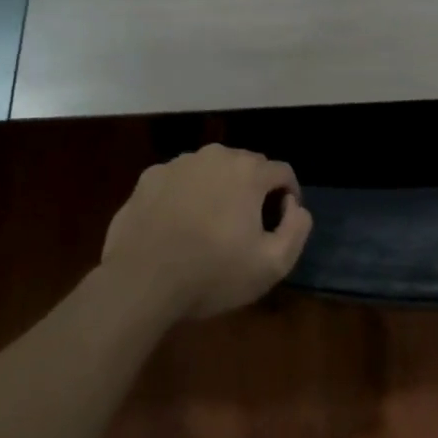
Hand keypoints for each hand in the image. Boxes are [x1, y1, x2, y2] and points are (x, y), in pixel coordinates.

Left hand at [101, 144, 312, 319]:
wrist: (140, 281)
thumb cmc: (212, 273)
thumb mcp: (272, 265)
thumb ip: (296, 229)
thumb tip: (294, 206)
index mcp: (249, 171)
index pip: (282, 173)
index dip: (288, 196)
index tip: (280, 223)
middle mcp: (215, 156)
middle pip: (247, 166)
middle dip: (253, 190)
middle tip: (246, 226)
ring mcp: (178, 164)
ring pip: (211, 170)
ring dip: (218, 189)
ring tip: (210, 225)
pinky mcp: (148, 178)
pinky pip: (179, 180)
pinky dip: (185, 195)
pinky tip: (177, 225)